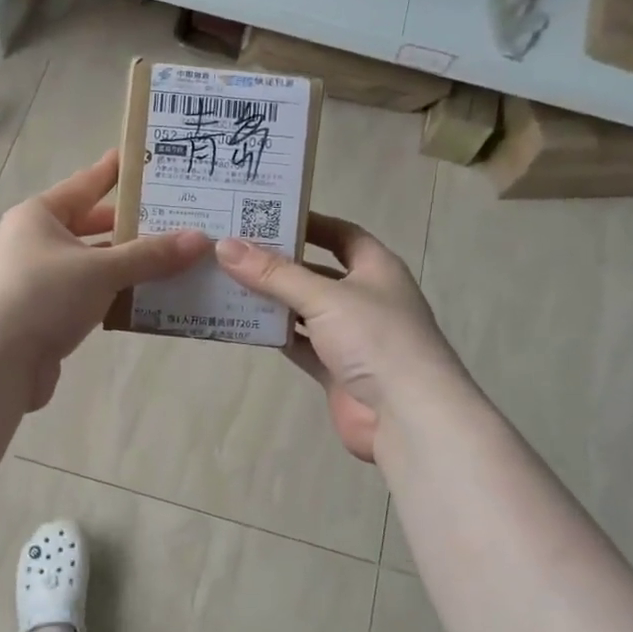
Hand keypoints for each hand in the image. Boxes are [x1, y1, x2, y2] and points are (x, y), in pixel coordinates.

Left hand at [0, 150, 210, 410]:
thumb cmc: (43, 296)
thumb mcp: (101, 270)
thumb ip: (150, 256)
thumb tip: (200, 239)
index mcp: (39, 216)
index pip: (85, 184)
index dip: (114, 172)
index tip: (143, 160)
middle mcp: (33, 242)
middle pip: (89, 227)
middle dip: (129, 227)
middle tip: (172, 220)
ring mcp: (35, 281)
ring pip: (89, 265)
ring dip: (125, 267)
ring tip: (170, 262)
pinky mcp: (41, 316)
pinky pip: (85, 297)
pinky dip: (112, 297)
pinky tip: (144, 301)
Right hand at [215, 215, 460, 462]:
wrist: (407, 416)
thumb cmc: (375, 338)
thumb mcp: (324, 297)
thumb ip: (274, 274)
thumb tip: (225, 246)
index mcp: (376, 268)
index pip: (341, 234)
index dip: (308, 223)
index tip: (267, 216)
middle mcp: (365, 298)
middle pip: (317, 272)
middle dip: (280, 262)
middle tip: (234, 248)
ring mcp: (351, 336)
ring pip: (305, 310)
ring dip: (273, 300)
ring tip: (228, 281)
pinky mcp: (336, 370)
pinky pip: (300, 344)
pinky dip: (276, 335)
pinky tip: (243, 323)